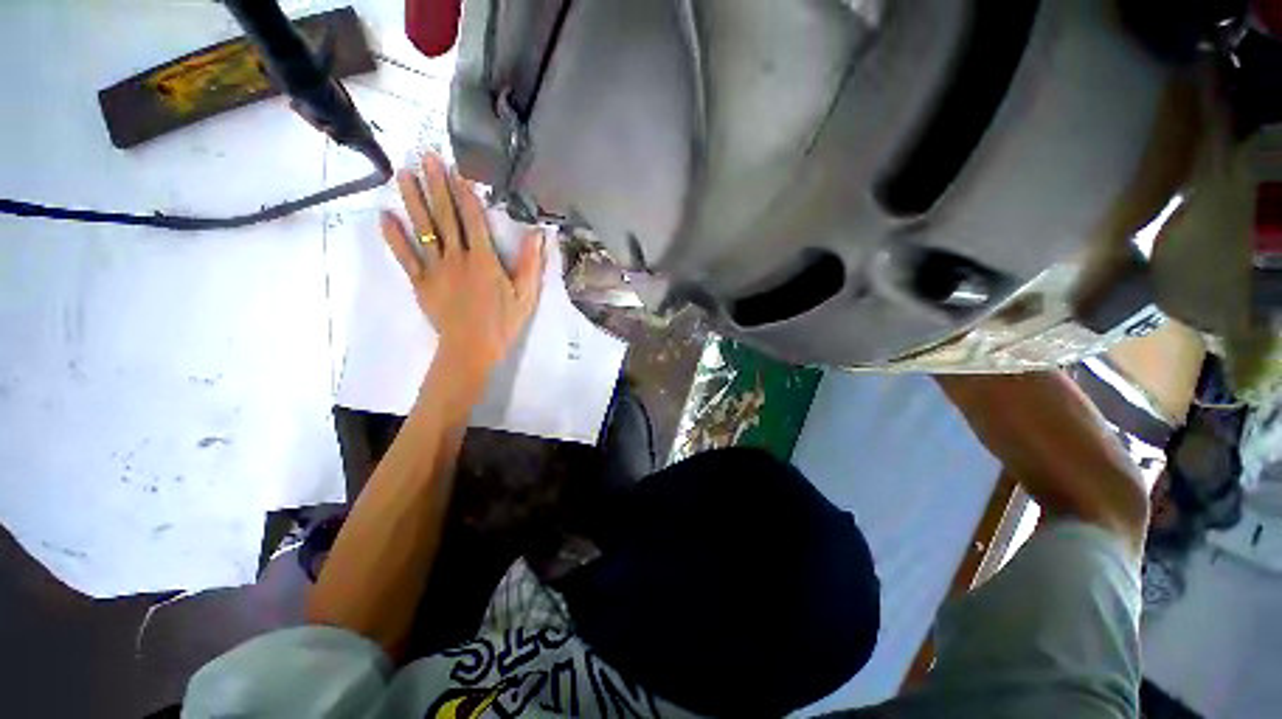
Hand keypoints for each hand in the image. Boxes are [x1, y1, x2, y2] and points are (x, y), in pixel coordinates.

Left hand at [380, 152, 544, 390]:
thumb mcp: (526, 296)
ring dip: (413, 200)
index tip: (456, 168)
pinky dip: (394, 237)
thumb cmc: (503, 323)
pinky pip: (406, 257)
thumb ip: (531, 264)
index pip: (473, 219)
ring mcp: (436, 269)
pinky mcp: (421, 283)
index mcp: (484, 260)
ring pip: (423, 229)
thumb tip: (538, 234)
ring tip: (403, 174)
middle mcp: (458, 257)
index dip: (464, 193)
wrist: (471, 348)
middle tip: (425, 156)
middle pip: (445, 216)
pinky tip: (385, 217)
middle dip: (436, 185)